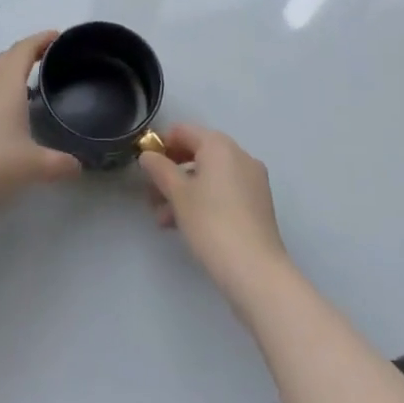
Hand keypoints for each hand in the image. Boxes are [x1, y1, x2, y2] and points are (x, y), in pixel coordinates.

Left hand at [0, 31, 81, 221]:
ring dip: (11, 70)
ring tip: (31, 82)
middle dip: (27, 51)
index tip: (58, 36)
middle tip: (49, 57)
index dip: (41, 39)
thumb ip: (61, 164)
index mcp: (6, 84)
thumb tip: (79, 165)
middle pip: (7, 56)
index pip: (24, 49)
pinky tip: (7, 110)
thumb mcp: (35, 166)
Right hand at [140, 124, 289, 301]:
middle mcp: (239, 155)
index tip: (145, 169)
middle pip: (197, 153)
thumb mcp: (177, 194)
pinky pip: (224, 191)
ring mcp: (252, 180)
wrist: (255, 270)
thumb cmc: (211, 223)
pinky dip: (204, 200)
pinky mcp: (258, 203)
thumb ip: (159, 169)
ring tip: (163, 219)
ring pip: (209, 176)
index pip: (183, 132)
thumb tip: (148, 155)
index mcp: (219, 145)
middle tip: (151, 196)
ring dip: (184, 191)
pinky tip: (186, 225)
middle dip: (171, 173)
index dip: (161, 146)